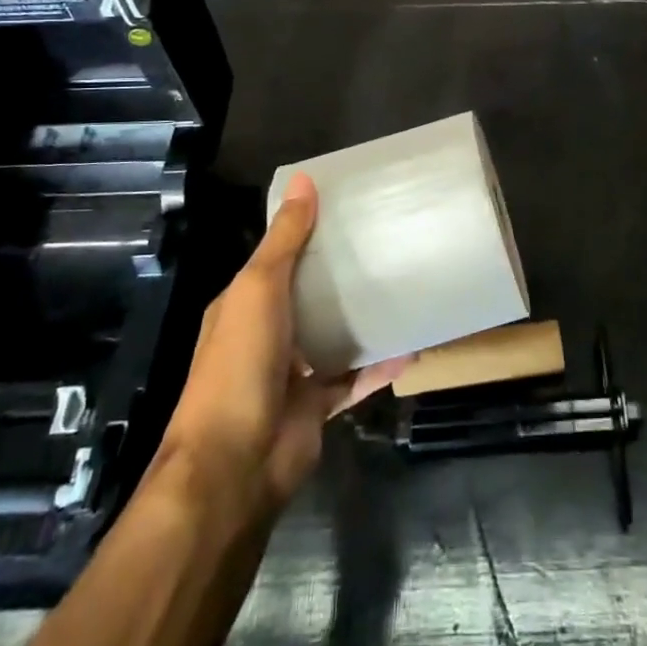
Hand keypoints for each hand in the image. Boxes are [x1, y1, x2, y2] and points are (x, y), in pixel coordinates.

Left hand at [160, 175, 401, 513]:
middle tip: (388, 246)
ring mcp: (291, 374)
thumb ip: (285, 239)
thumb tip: (304, 181)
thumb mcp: (259, 289)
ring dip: (363, 321)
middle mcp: (266, 335)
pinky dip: (379, 367)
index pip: (278, 259)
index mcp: (243, 305)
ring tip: (405, 291)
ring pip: (333, 338)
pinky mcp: (316, 407)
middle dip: (341, 277)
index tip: (348, 210)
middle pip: (309, 297)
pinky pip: (354, 380)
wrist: (235, 464)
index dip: (307, 234)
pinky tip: (411, 348)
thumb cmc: (239, 364)